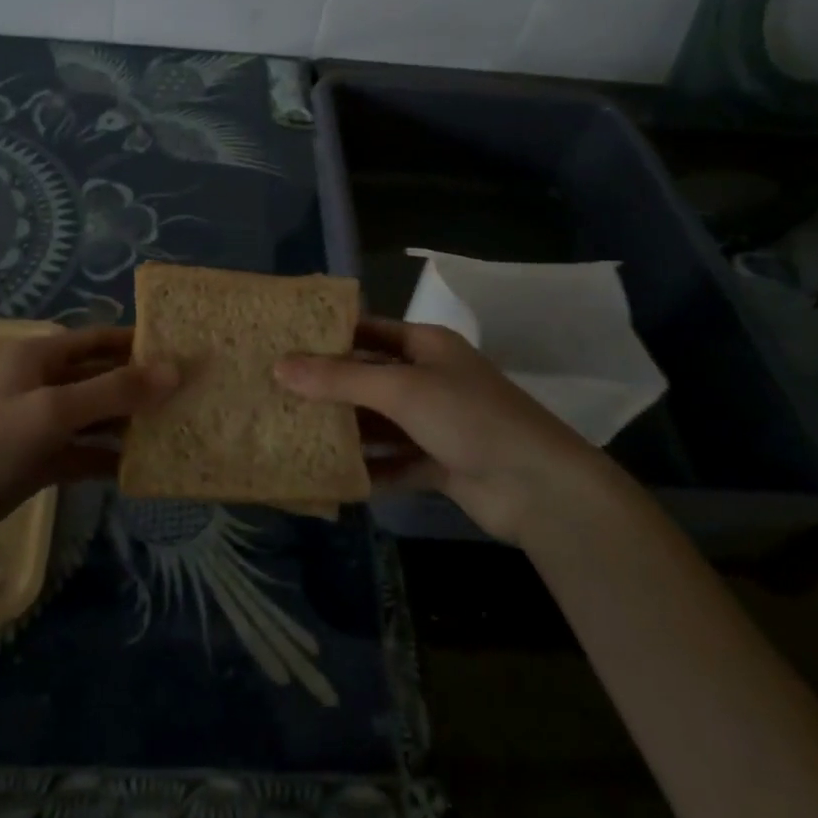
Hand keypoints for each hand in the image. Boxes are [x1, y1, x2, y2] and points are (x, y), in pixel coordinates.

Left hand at [0, 326, 176, 556]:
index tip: (184, 351)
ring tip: (180, 429)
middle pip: (105, 377)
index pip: (102, 339)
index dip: (140, 342)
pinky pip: (88, 452)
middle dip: (144, 385)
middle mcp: (47, 383)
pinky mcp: (44, 459)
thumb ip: (115, 391)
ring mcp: (46, 424)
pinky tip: (145, 469)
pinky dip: (112, 458)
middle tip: (192, 395)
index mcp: (44, 356)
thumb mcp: (54, 411)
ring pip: (100, 417)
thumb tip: (175, 371)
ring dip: (133, 423)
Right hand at [276, 317, 609, 541]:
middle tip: (278, 394)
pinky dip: (369, 469)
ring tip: (293, 434)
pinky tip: (332, 478)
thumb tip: (280, 366)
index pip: (368, 330)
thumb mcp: (400, 389)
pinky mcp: (440, 463)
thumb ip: (340, 379)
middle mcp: (429, 378)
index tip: (284, 344)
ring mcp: (436, 423)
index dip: (329, 336)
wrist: (540, 487)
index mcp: (425, 345)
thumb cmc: (468, 416)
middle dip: (329, 388)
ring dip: (346, 431)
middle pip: (369, 379)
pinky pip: (394, 462)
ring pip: (379, 423)